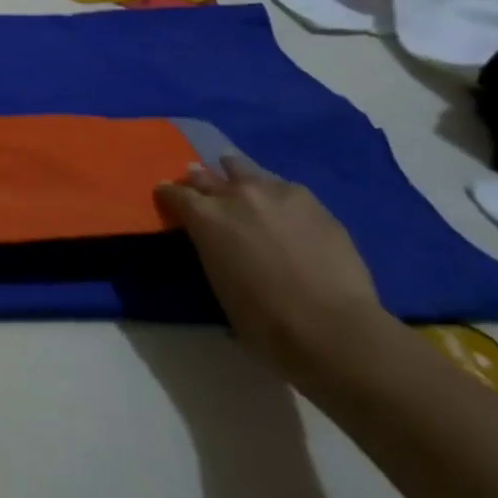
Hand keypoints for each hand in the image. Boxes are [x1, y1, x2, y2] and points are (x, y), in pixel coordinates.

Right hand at [155, 155, 394, 379]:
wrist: (330, 326)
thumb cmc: (262, 318)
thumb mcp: (217, 280)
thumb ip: (211, 246)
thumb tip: (214, 239)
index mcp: (205, 216)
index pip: (175, 192)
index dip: (169, 193)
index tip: (166, 194)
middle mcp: (236, 195)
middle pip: (208, 176)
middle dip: (200, 179)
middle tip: (197, 181)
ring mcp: (276, 193)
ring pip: (246, 171)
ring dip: (236, 175)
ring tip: (235, 177)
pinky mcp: (312, 202)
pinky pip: (282, 186)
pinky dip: (272, 191)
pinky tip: (277, 202)